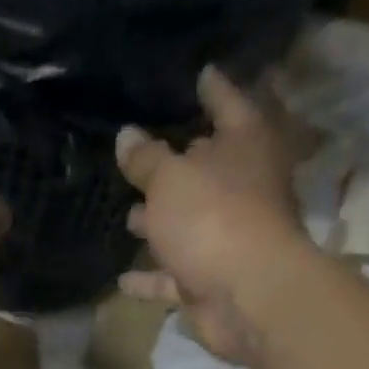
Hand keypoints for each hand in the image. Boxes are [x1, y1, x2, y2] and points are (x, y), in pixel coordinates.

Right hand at [116, 66, 310, 363]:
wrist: (245, 294)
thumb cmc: (212, 217)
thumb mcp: (169, 179)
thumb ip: (146, 159)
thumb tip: (126, 135)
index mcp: (245, 145)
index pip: (229, 104)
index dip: (213, 89)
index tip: (202, 74)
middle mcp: (242, 187)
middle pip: (208, 169)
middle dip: (179, 165)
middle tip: (147, 156)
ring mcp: (228, 237)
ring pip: (188, 224)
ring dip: (161, 222)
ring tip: (129, 216)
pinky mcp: (211, 279)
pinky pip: (174, 274)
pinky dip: (152, 277)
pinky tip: (123, 278)